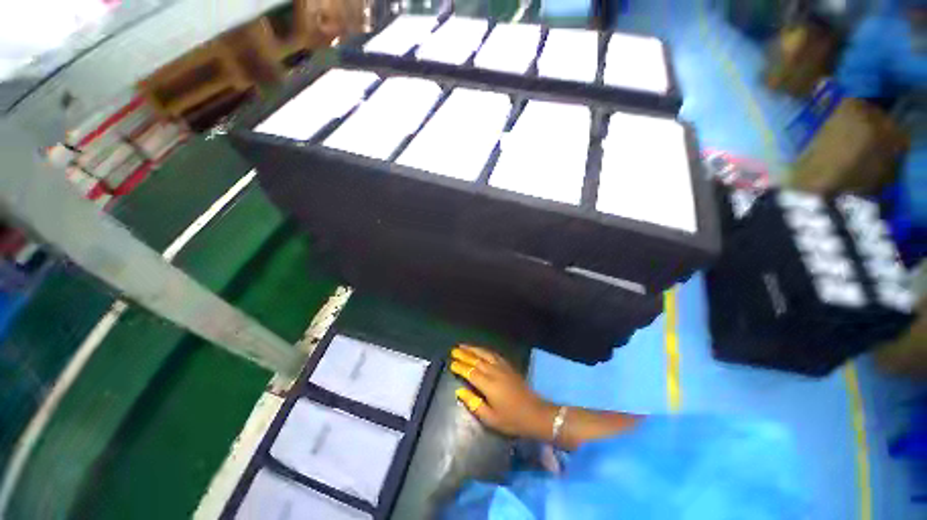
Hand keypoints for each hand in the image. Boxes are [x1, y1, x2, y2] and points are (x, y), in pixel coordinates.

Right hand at [450, 345, 556, 439]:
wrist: (536, 413)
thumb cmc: (512, 420)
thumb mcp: (490, 419)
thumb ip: (474, 404)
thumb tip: (459, 391)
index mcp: (489, 385)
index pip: (470, 372)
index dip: (460, 367)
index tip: (451, 363)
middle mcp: (495, 372)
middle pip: (477, 360)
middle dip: (464, 354)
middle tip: (454, 350)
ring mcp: (503, 368)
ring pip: (485, 354)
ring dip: (474, 349)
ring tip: (463, 346)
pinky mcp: (509, 367)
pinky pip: (494, 355)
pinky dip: (485, 351)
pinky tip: (481, 350)